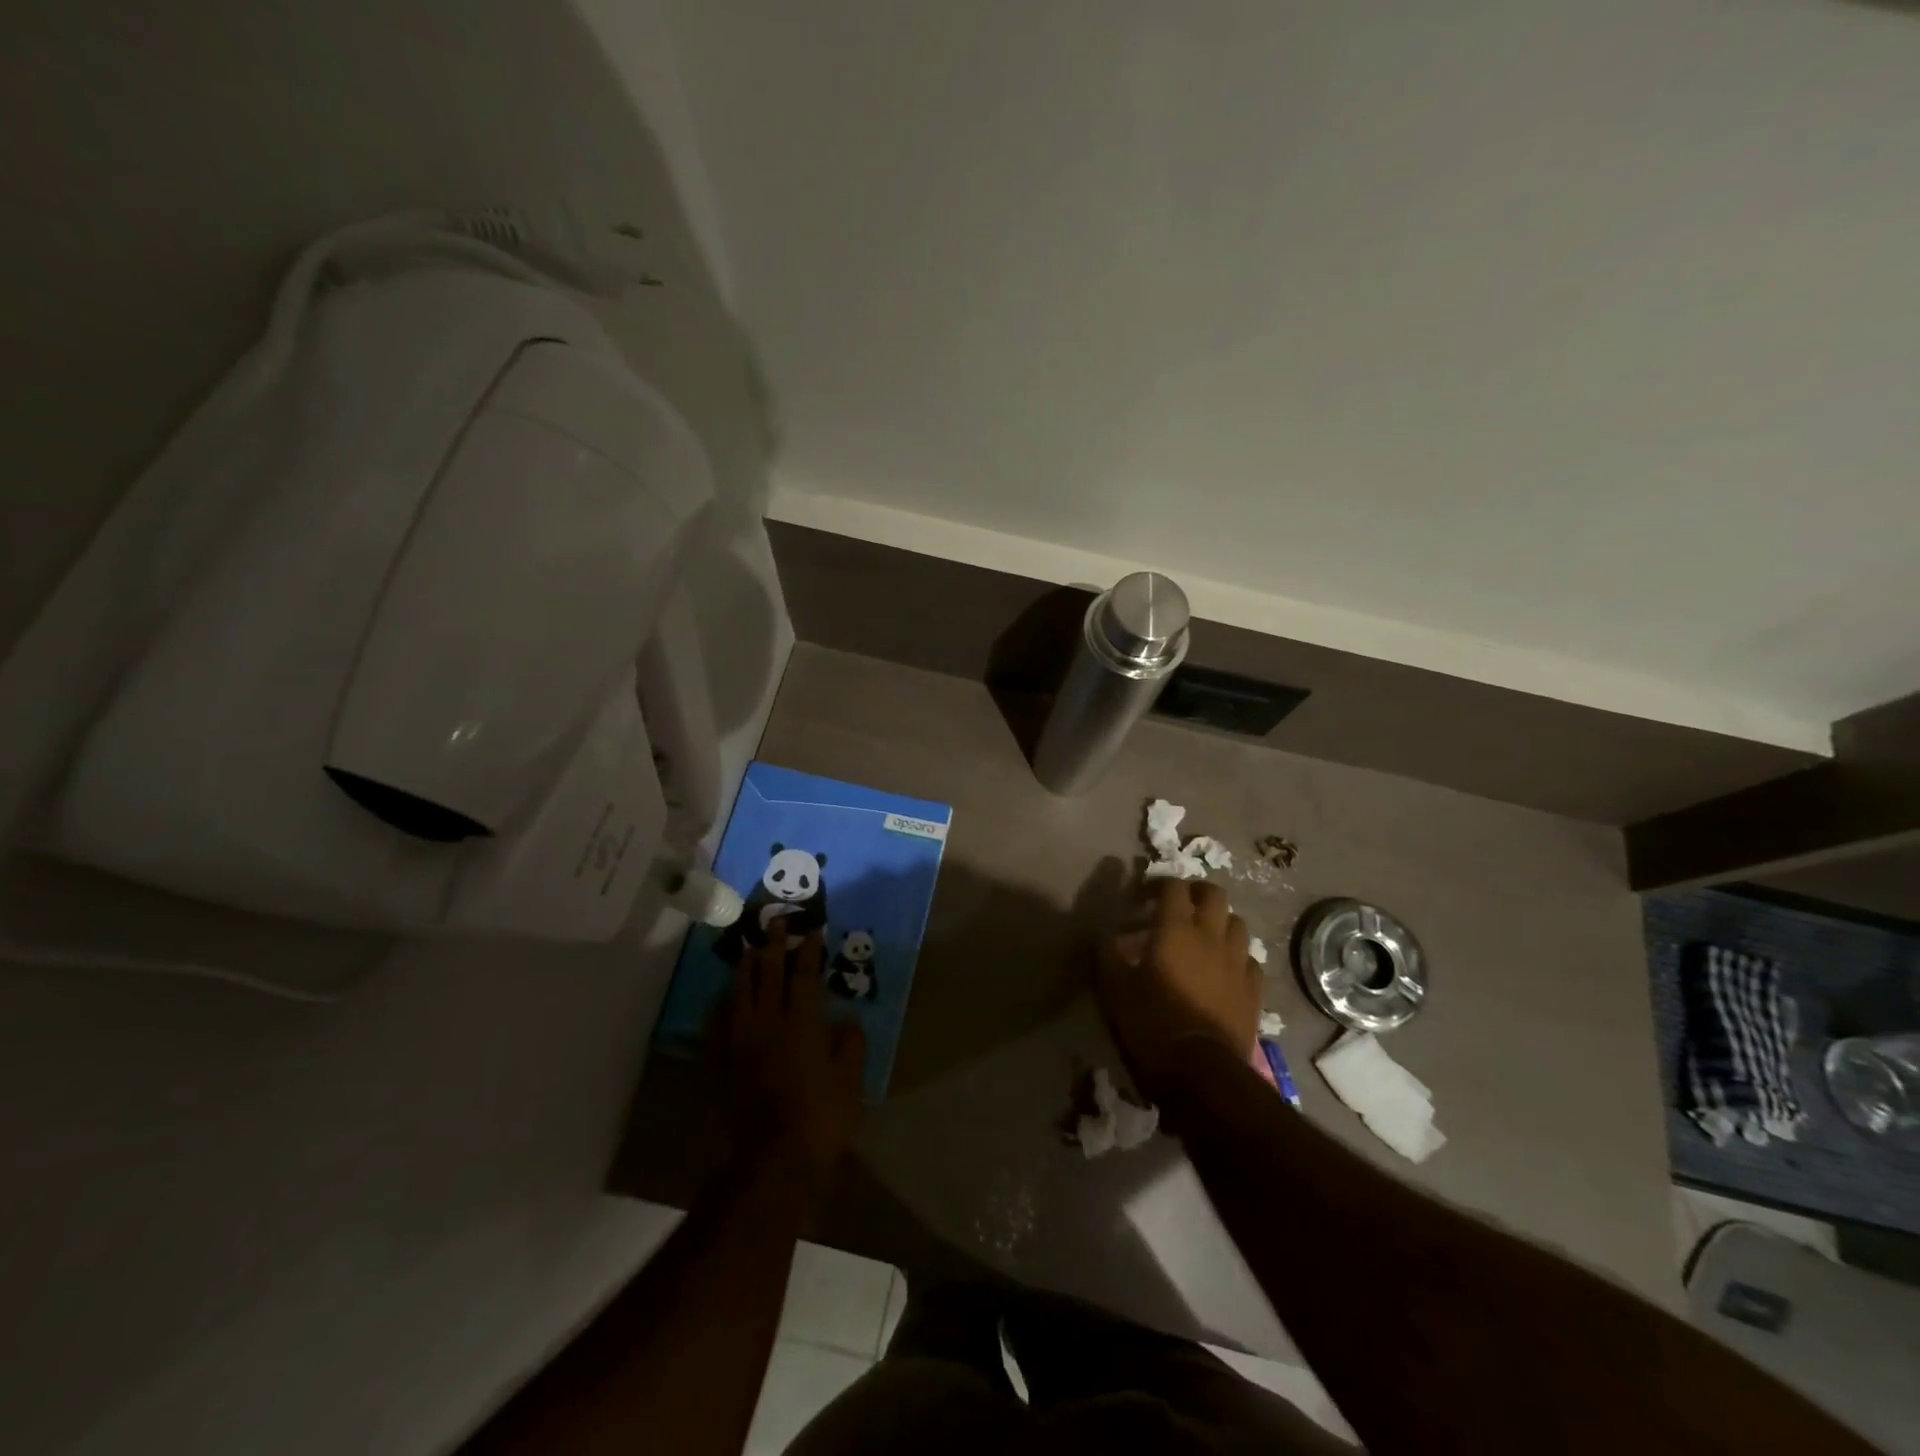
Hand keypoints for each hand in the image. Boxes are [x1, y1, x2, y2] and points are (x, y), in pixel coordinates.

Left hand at [724, 926, 865, 1191]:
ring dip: (746, 968)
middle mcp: (768, 1023)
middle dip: (774, 946)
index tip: (812, 931)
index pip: (804, 976)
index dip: (809, 952)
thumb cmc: (820, 1117)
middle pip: (769, 975)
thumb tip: (847, 1021)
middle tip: (776, 922)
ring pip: (740, 994)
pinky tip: (723, 998)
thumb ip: (850, 1044)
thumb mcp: (849, 1080)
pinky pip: (717, 1025)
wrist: (770, 1159)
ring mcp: (740, 1043)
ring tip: (749, 948)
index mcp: (802, 1023)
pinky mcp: (721, 1064)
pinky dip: (721, 1006)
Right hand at [1096, 879, 1259, 1099]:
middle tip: (1181, 904)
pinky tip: (1226, 969)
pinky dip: (1238, 957)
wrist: (1201, 1070)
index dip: (1158, 884)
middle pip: (1215, 894)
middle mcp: (1211, 936)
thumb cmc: (1152, 1023)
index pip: (1174, 886)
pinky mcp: (1254, 990)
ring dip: (1221, 922)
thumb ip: (1108, 956)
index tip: (1143, 896)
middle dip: (1197, 892)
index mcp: (1176, 929)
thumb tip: (1104, 937)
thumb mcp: (1115, 989)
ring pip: (1237, 924)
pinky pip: (1250, 960)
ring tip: (1206, 936)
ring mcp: (1238, 962)